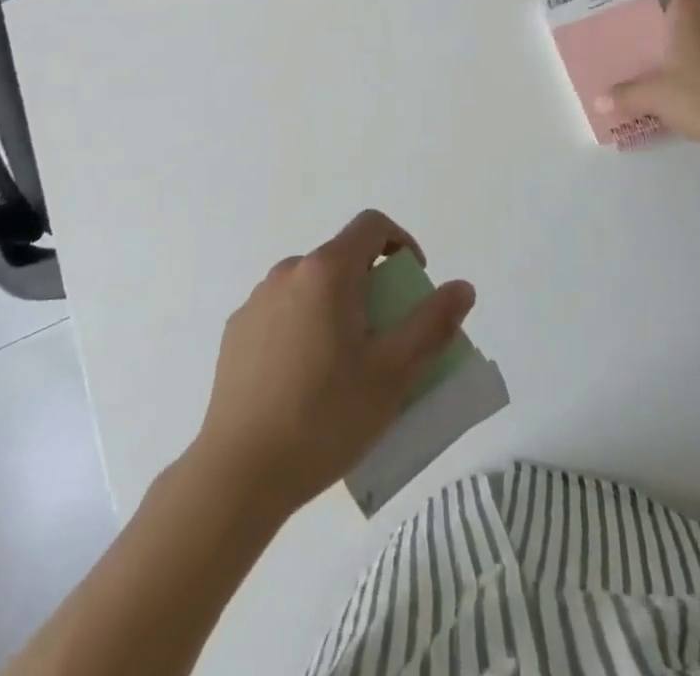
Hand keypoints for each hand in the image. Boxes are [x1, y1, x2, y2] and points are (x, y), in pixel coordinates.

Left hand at [192, 210, 475, 515]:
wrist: (237, 473)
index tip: (413, 284)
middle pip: (342, 259)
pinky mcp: (236, 331)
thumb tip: (463, 288)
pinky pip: (282, 312)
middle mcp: (288, 272)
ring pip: (311, 287)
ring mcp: (257, 300)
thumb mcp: (393, 374)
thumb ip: (432, 324)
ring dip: (336, 307)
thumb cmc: (324, 417)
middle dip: (371, 286)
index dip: (402, 243)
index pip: (372, 226)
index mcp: (327, 271)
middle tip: (385, 338)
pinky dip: (304, 327)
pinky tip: (304, 381)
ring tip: (345, 366)